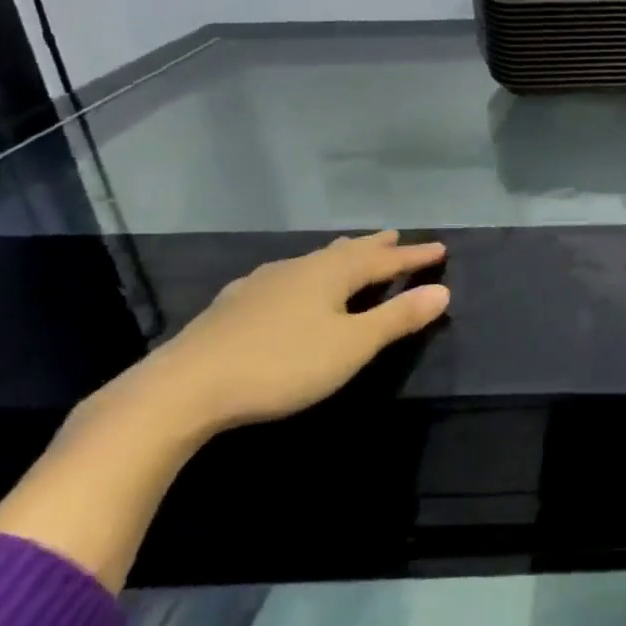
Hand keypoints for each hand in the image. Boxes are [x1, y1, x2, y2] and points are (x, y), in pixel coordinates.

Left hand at [128, 231, 449, 437]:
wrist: (184, 388)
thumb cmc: (282, 364)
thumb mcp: (352, 345)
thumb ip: (397, 318)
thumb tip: (442, 291)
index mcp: (330, 274)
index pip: (383, 260)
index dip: (413, 256)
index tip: (440, 248)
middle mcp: (298, 268)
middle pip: (346, 252)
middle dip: (375, 247)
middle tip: (396, 237)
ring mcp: (261, 284)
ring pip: (313, 261)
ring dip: (339, 255)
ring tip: (350, 250)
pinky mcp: (234, 305)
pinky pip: (286, 277)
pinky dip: (306, 274)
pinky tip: (291, 284)